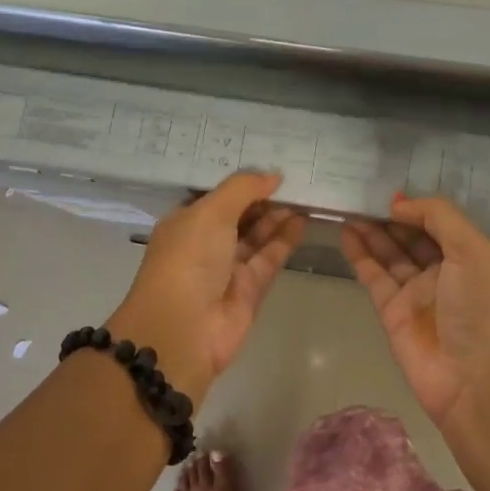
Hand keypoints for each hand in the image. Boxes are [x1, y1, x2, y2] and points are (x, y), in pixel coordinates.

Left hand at [107, 172, 305, 404]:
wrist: (184, 330)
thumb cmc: (188, 260)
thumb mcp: (210, 213)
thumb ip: (243, 189)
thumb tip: (273, 175)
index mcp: (186, 221)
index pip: (216, 194)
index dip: (240, 181)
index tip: (268, 161)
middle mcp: (206, 242)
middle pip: (240, 214)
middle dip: (263, 197)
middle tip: (295, 176)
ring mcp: (229, 266)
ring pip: (258, 235)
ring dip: (278, 216)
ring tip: (305, 194)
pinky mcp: (251, 287)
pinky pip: (270, 256)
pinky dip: (285, 238)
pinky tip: (303, 219)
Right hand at [340, 193, 489, 431]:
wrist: (476, 380)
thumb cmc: (481, 308)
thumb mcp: (472, 250)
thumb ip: (438, 217)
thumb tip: (399, 204)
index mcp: (468, 256)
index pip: (437, 223)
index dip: (414, 207)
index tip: (388, 192)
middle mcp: (442, 272)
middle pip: (410, 237)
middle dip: (388, 217)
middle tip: (359, 195)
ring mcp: (415, 293)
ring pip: (388, 254)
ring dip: (370, 232)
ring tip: (347, 208)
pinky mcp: (391, 313)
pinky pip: (373, 276)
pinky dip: (359, 255)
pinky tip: (346, 233)